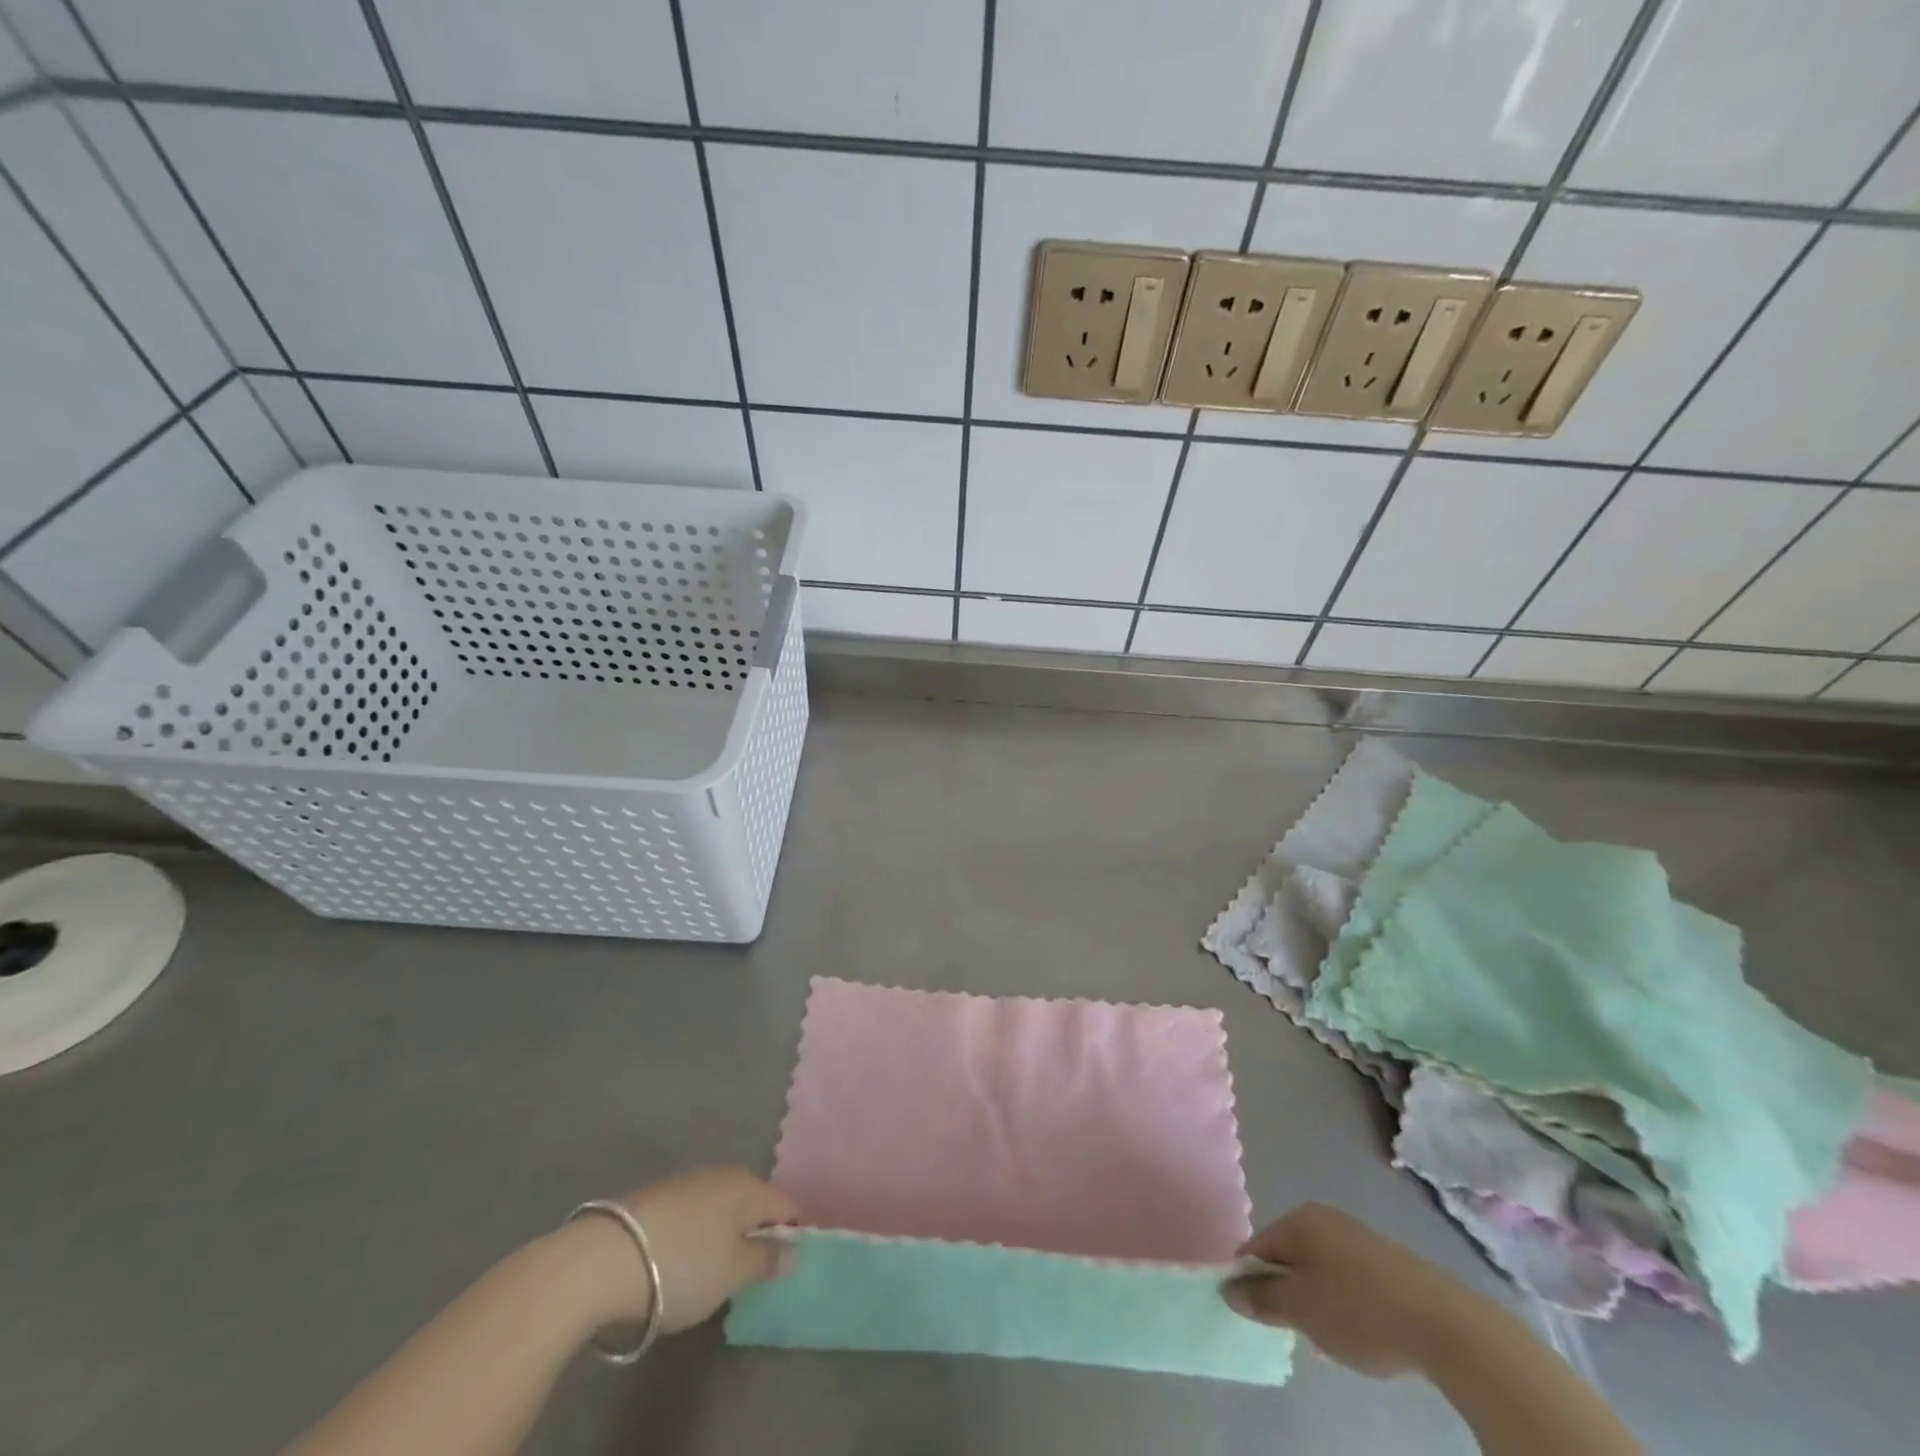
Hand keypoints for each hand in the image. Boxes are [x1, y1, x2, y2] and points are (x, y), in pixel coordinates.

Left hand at [560, 1165, 798, 1334]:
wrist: (603, 1259)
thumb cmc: (682, 1266)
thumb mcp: (732, 1274)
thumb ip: (767, 1260)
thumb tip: (794, 1249)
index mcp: (750, 1186)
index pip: (788, 1204)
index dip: (796, 1231)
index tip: (792, 1262)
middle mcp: (724, 1172)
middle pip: (755, 1200)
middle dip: (759, 1228)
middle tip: (754, 1269)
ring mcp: (689, 1179)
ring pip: (723, 1202)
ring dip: (727, 1228)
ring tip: (717, 1266)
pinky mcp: (658, 1193)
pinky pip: (695, 1209)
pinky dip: (699, 1229)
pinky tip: (684, 1255)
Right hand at [1222, 1203, 1486, 1376]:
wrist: (1444, 1324)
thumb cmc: (1359, 1310)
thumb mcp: (1301, 1310)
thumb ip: (1261, 1298)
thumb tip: (1229, 1289)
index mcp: (1298, 1220)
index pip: (1256, 1248)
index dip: (1250, 1282)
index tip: (1258, 1317)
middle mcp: (1324, 1218)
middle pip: (1288, 1257)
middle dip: (1286, 1294)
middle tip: (1297, 1331)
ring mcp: (1357, 1236)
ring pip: (1318, 1270)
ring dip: (1315, 1302)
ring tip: (1330, 1338)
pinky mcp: (1385, 1260)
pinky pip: (1346, 1278)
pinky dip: (1343, 1303)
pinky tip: (1359, 1332)